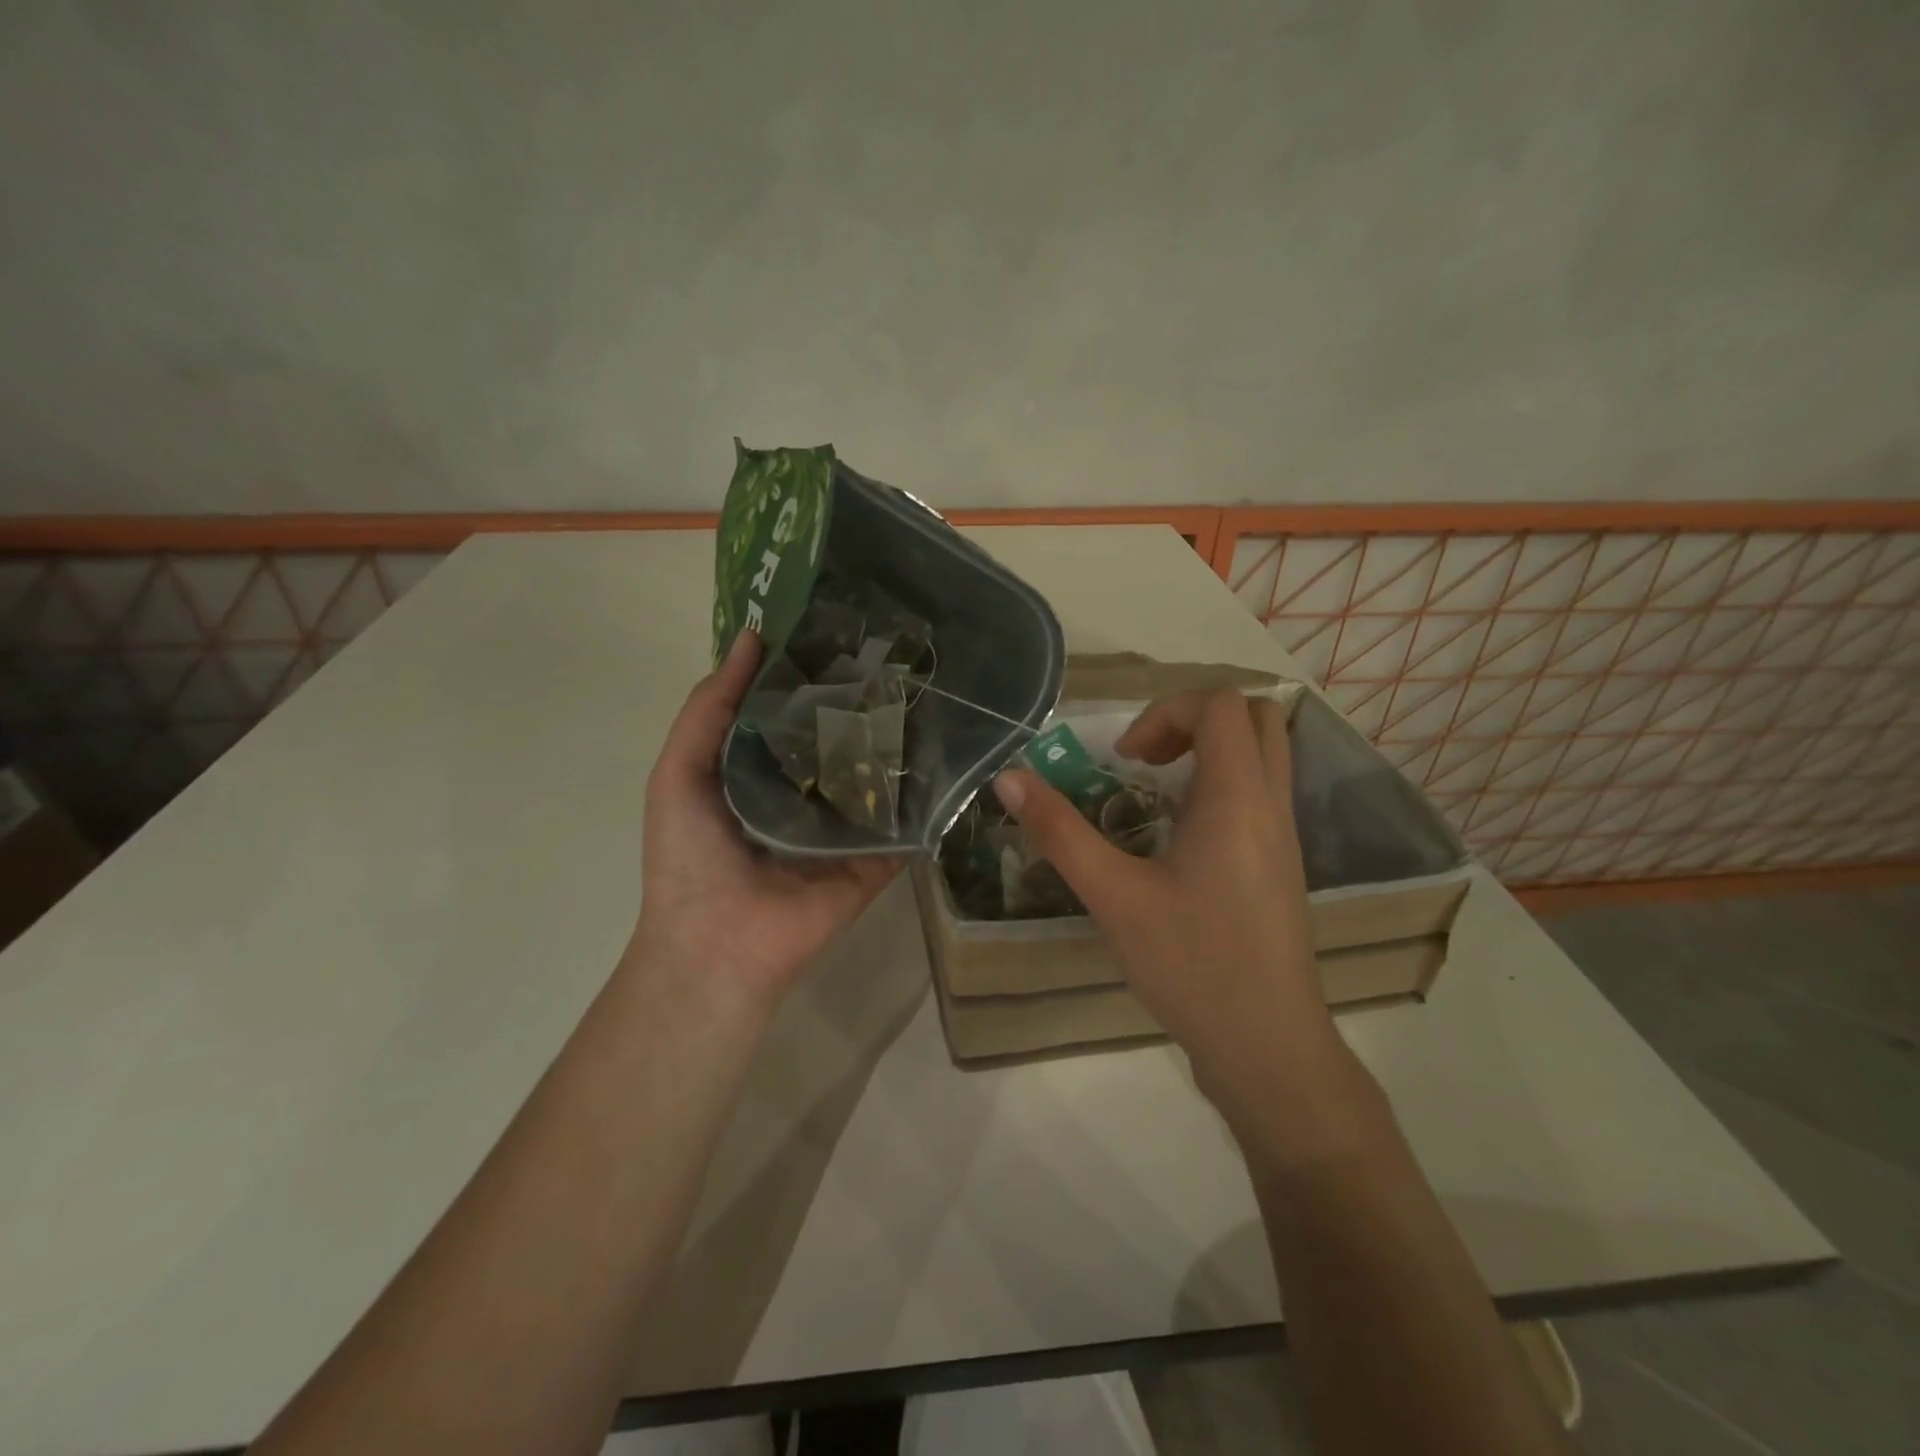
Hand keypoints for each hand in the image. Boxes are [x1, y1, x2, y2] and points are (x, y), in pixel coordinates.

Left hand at [629, 631, 898, 1004]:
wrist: (718, 943)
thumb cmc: (689, 855)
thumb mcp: (679, 770)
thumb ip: (709, 708)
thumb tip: (752, 639)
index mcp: (761, 769)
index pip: (793, 710)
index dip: (811, 671)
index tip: (843, 627)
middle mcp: (808, 791)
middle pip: (841, 737)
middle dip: (863, 700)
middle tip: (900, 652)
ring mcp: (847, 825)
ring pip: (878, 774)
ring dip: (900, 739)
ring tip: (934, 688)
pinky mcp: (878, 856)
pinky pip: (905, 821)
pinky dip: (925, 794)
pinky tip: (954, 750)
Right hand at [992, 690, 1337, 1110]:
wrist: (1268, 1047)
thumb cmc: (1193, 965)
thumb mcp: (1114, 896)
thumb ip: (1060, 832)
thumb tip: (1009, 779)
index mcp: (1237, 798)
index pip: (1219, 705)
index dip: (1165, 712)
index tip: (1124, 760)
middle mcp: (1270, 804)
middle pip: (1252, 716)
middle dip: (1192, 719)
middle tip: (1145, 759)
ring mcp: (1283, 835)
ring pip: (1262, 754)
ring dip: (1208, 750)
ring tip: (1155, 791)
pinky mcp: (1281, 864)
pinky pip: (1260, 792)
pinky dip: (1221, 783)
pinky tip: (1177, 834)